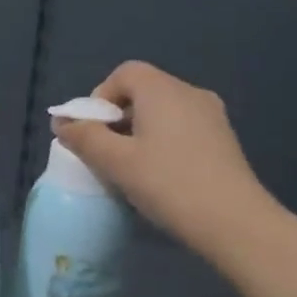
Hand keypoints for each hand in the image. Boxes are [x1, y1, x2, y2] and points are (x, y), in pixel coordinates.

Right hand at [53, 61, 271, 261]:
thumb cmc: (168, 184)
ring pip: (164, 112)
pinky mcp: (224, 140)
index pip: (124, 73)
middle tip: (105, 154)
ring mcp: (212, 116)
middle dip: (117, 117)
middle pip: (144, 91)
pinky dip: (163, 142)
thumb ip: (84, 138)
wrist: (234, 222)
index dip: (100, 97)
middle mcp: (190, 92)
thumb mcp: (116, 163)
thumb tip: (61, 122)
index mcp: (162, 90)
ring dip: (140, 132)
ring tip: (130, 169)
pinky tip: (160, 176)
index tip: (92, 132)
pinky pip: (183, 128)